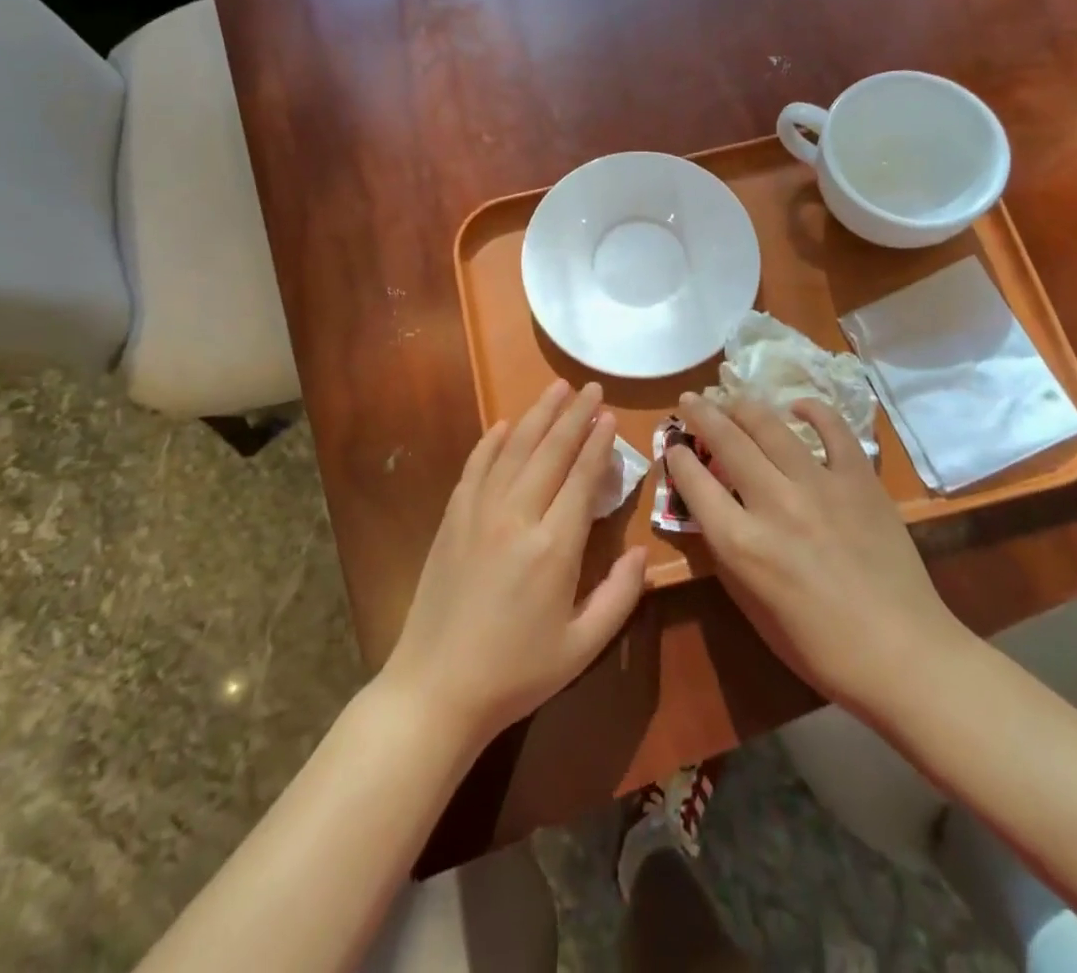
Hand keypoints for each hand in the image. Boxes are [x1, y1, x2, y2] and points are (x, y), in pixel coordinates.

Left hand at [380, 380, 647, 749]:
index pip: (581, 478)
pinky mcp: (452, 519)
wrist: (435, 689)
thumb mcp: (581, 647)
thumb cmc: (516, 673)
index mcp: (554, 547)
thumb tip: (640, 552)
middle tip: (591, 387)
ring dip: (537, 416)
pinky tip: (503, 425)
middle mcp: (516, 516)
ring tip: (556, 389)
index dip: (597, 443)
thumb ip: (619, 596)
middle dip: (573, 415)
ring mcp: (478, 513)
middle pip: (550, 451)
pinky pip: (475, 467)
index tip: (609, 415)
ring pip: (513, 449)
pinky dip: (491, 442)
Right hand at [666, 392, 968, 720]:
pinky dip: (812, 411)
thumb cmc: (817, 645)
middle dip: (700, 414)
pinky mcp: (859, 479)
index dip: (676, 457)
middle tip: (690, 400)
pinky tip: (797, 407)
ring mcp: (820, 485)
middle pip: (726, 441)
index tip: (672, 445)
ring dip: (743, 405)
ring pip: (770, 425)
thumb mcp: (751, 606)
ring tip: (731, 397)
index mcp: (741, 543)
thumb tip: (711, 509)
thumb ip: (726, 552)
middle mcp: (774, 503)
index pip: (694, 482)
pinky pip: (833, 429)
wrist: (901, 653)